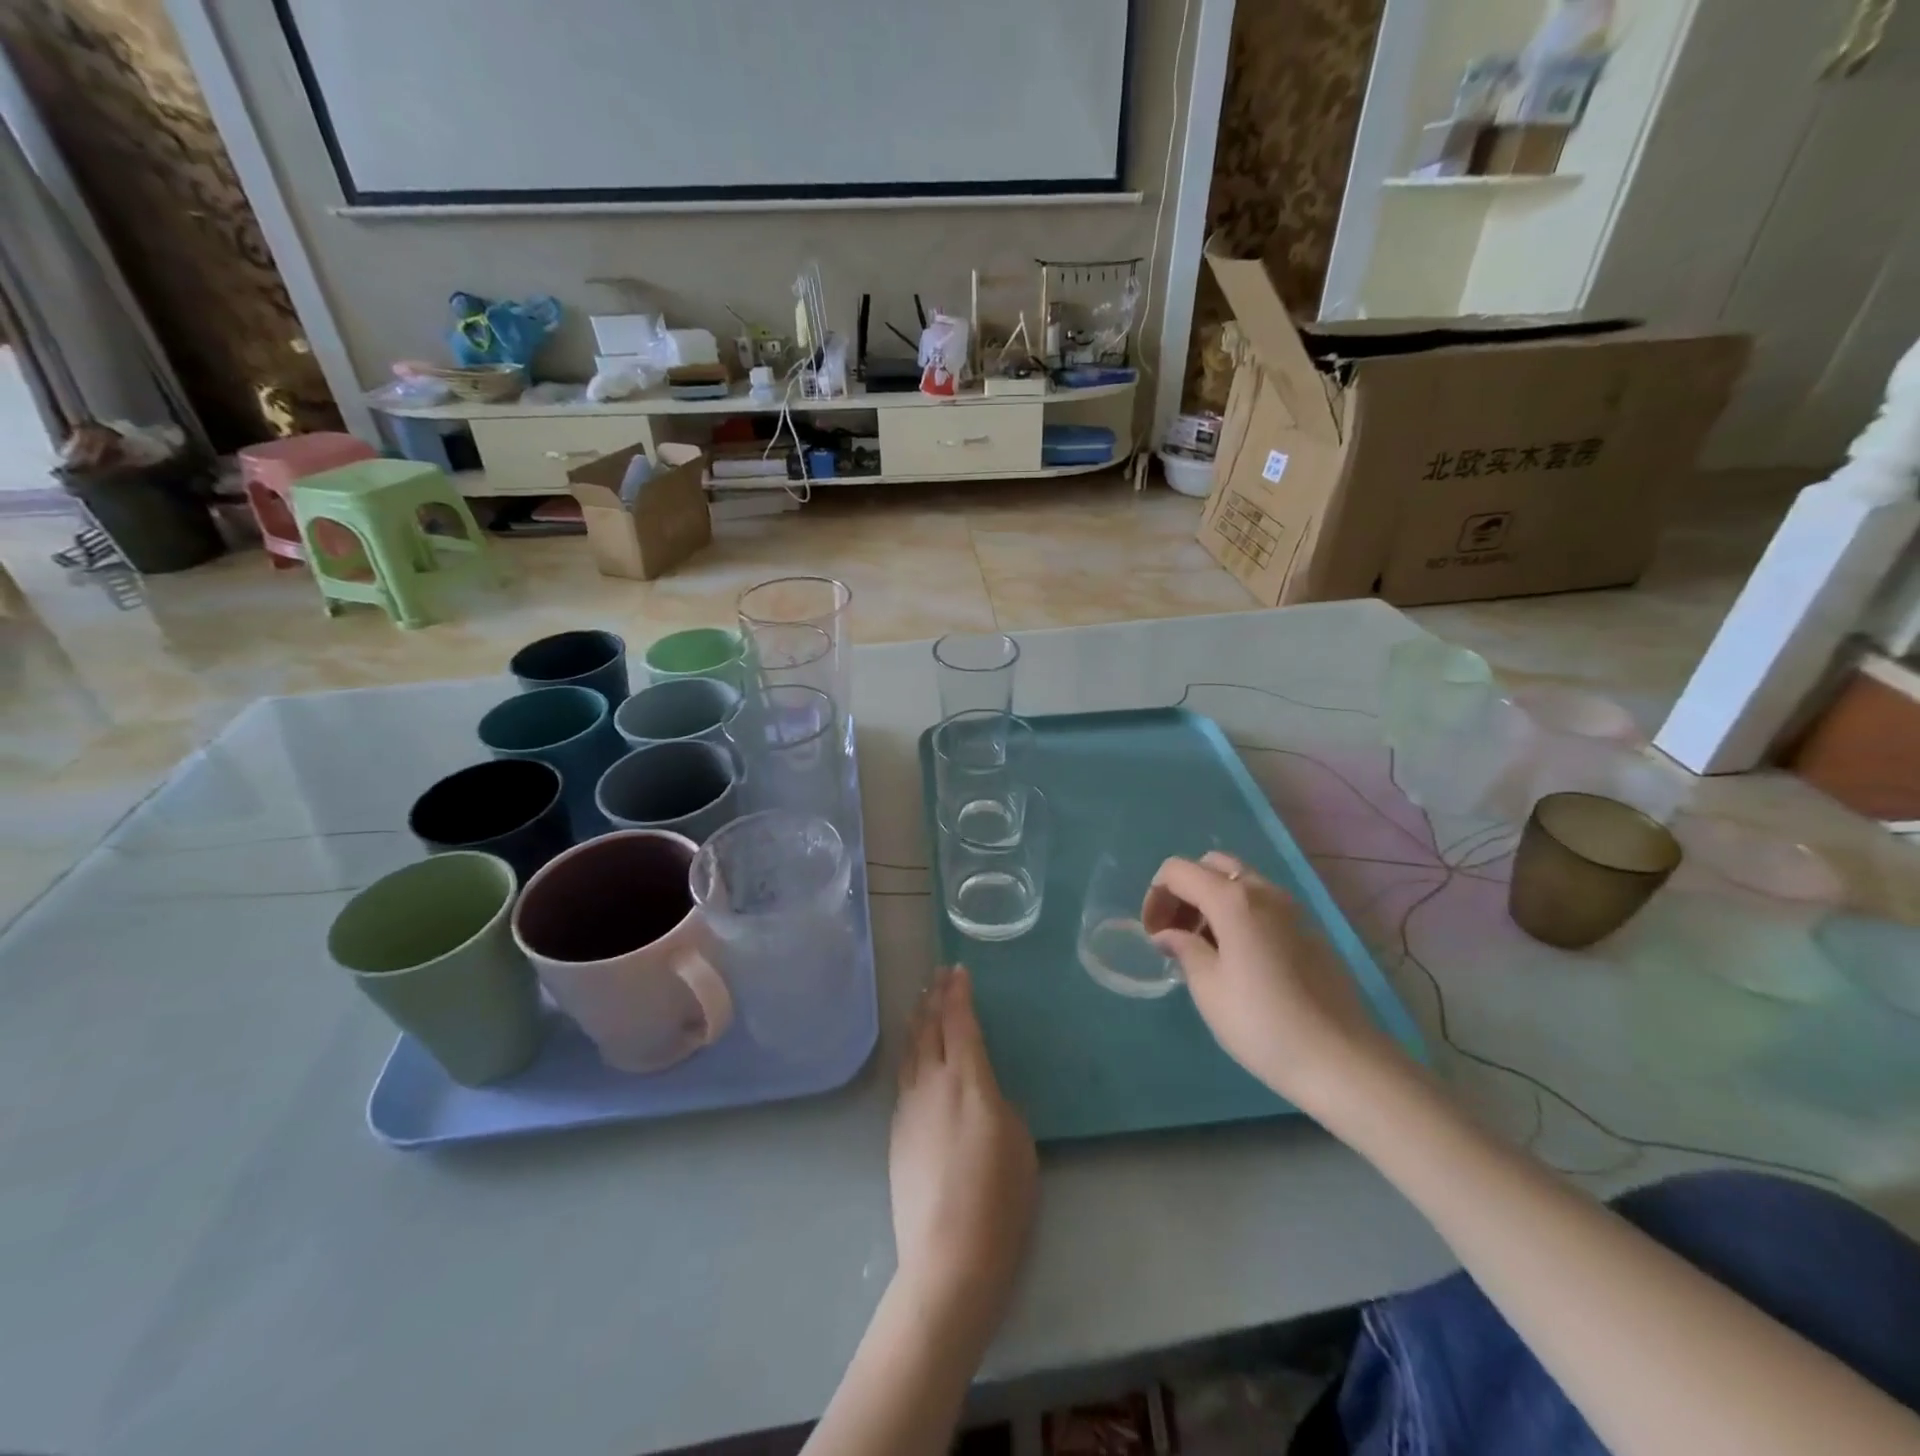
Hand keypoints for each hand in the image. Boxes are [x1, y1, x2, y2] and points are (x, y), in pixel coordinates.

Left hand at [889, 966, 1037, 1342]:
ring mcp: (909, 1107)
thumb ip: (997, 1103)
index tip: (958, 971)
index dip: (959, 993)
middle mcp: (933, 1082)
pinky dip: (910, 1053)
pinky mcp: (896, 1133)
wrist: (949, 1255)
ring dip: (917, 1021)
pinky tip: (912, 1055)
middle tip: (938, 975)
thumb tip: (980, 1094)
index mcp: (968, 1079)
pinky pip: (903, 1077)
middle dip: (935, 997)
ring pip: (911, 1050)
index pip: (960, 1021)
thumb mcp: (1018, 1140)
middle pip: (930, 1028)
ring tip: (920, 1003)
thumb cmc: (999, 1197)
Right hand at [1142, 852, 1406, 1117]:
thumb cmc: (1262, 1024)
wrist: (1342, 1062)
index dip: (1155, 896)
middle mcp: (1263, 891)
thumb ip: (1183, 949)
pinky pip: (1263, 906)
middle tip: (1175, 933)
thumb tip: (1168, 935)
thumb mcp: (1208, 989)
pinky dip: (1238, 916)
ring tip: (1203, 950)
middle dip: (1184, 891)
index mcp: (1233, 898)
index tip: (1153, 936)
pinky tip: (1238, 961)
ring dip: (1211, 902)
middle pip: (1211, 866)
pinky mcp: (1309, 931)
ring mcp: (1292, 909)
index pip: (1178, 871)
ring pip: (1239, 883)